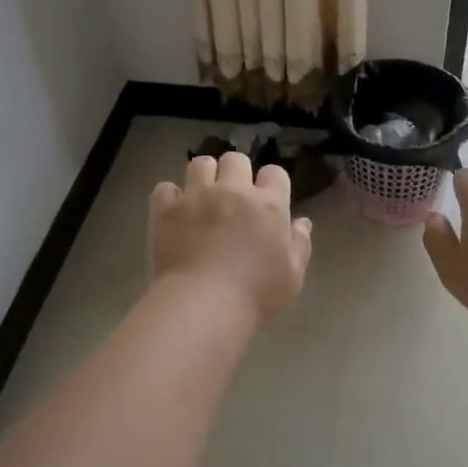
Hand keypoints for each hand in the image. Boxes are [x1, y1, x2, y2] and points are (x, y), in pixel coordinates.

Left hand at [149, 152, 312, 327]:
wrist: (203, 306)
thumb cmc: (256, 295)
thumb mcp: (292, 276)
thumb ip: (299, 244)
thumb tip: (302, 222)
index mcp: (268, 205)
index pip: (274, 173)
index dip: (271, 183)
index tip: (267, 200)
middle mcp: (232, 191)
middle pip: (235, 160)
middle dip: (236, 173)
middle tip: (232, 198)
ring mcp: (196, 197)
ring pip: (200, 164)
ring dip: (204, 177)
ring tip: (202, 198)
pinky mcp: (166, 210)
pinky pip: (165, 187)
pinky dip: (171, 197)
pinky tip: (174, 213)